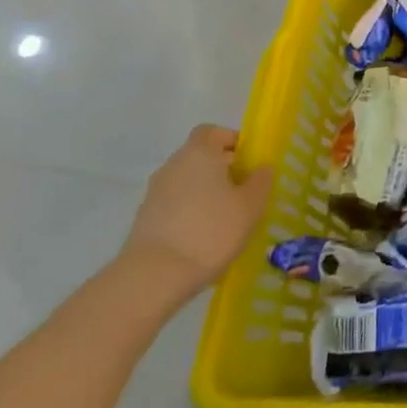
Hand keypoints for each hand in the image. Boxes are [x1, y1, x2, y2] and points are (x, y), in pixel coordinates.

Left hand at [122, 125, 272, 300]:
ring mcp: (154, 193)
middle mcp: (173, 165)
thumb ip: (261, 181)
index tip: (249, 162)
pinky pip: (174, 204)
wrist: (154, 276)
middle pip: (200, 156)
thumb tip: (262, 168)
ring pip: (187, 182)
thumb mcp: (251, 205)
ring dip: (205, 192)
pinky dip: (190, 212)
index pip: (213, 131)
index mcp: (199, 152)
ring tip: (226, 218)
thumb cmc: (211, 231)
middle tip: (244, 192)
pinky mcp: (144, 219)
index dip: (232, 141)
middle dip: (222, 169)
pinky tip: (204, 237)